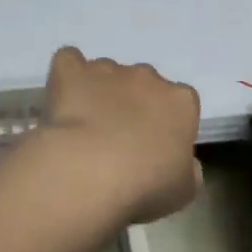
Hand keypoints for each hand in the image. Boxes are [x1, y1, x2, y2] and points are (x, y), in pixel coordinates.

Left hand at [37, 47, 200, 223]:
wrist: (90, 171)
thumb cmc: (144, 185)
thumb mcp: (183, 190)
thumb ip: (187, 170)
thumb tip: (183, 163)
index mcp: (180, 102)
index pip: (180, 103)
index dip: (166, 122)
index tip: (154, 146)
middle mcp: (147, 77)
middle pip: (143, 83)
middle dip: (132, 103)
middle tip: (117, 137)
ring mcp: (108, 69)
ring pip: (106, 73)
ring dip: (99, 91)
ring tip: (85, 125)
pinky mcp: (72, 71)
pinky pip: (69, 61)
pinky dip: (67, 73)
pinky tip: (63, 94)